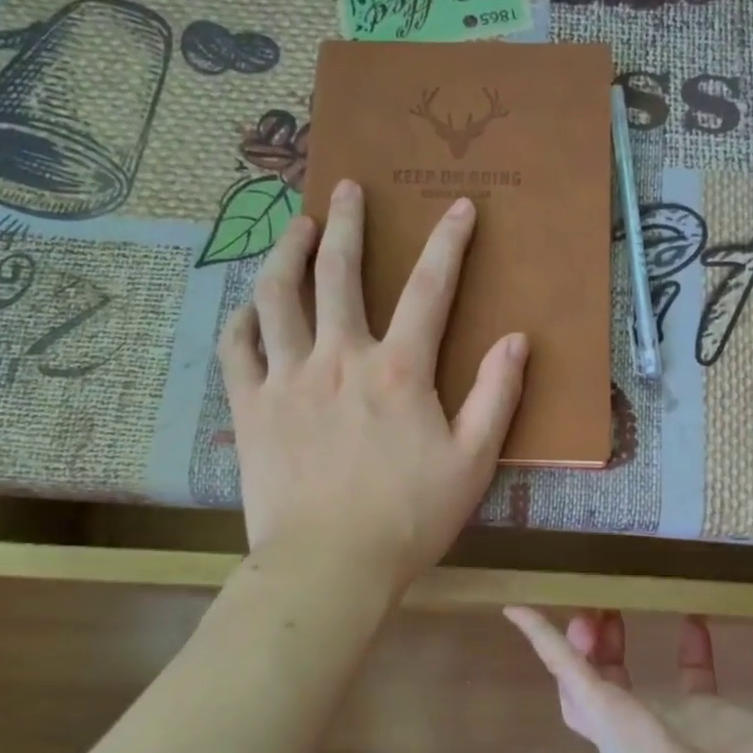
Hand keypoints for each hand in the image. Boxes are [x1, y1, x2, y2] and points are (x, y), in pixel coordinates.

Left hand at [219, 179, 526, 592]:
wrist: (329, 565)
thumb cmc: (408, 518)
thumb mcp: (472, 463)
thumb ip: (496, 397)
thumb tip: (515, 341)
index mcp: (397, 370)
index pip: (429, 288)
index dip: (448, 242)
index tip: (460, 207)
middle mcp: (339, 358)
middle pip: (338, 272)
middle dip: (347, 222)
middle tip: (347, 188)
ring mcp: (287, 378)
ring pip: (277, 295)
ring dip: (287, 251)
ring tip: (296, 226)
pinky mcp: (251, 406)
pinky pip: (237, 348)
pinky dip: (243, 319)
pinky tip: (249, 306)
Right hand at [504, 608, 752, 752]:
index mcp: (704, 729)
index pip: (690, 682)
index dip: (691, 651)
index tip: (694, 618)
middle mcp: (657, 727)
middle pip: (623, 679)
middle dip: (616, 644)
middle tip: (614, 606)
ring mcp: (622, 723)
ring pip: (584, 677)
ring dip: (579, 641)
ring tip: (586, 607)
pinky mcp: (599, 714)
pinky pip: (561, 668)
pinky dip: (539, 638)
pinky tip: (517, 610)